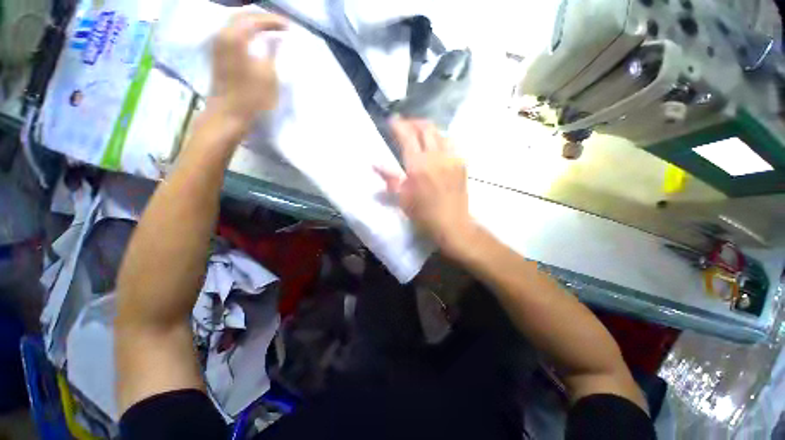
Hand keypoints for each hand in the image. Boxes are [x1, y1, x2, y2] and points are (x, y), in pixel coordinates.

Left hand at [208, 12, 286, 130]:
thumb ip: (273, 53)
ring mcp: (218, 44)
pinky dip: (246, 32)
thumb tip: (278, 40)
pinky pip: (232, 33)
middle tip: (280, 25)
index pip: (255, 19)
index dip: (273, 21)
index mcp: (235, 37)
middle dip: (262, 19)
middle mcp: (223, 35)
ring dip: (253, 24)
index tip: (289, 26)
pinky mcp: (218, 54)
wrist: (228, 114)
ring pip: (236, 24)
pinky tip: (255, 39)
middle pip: (242, 16)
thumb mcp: (268, 75)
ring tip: (269, 30)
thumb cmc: (251, 97)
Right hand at [376, 119, 476, 257]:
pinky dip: (440, 140)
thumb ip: (389, 178)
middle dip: (413, 122)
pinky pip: (450, 144)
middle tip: (405, 126)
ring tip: (420, 136)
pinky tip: (436, 148)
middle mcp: (436, 156)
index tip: (391, 120)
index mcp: (418, 166)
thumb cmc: (424, 214)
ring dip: (428, 130)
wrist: (452, 224)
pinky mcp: (461, 164)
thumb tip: (374, 164)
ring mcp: (452, 158)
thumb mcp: (402, 199)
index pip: (407, 136)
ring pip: (440, 133)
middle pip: (426, 128)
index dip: (398, 125)